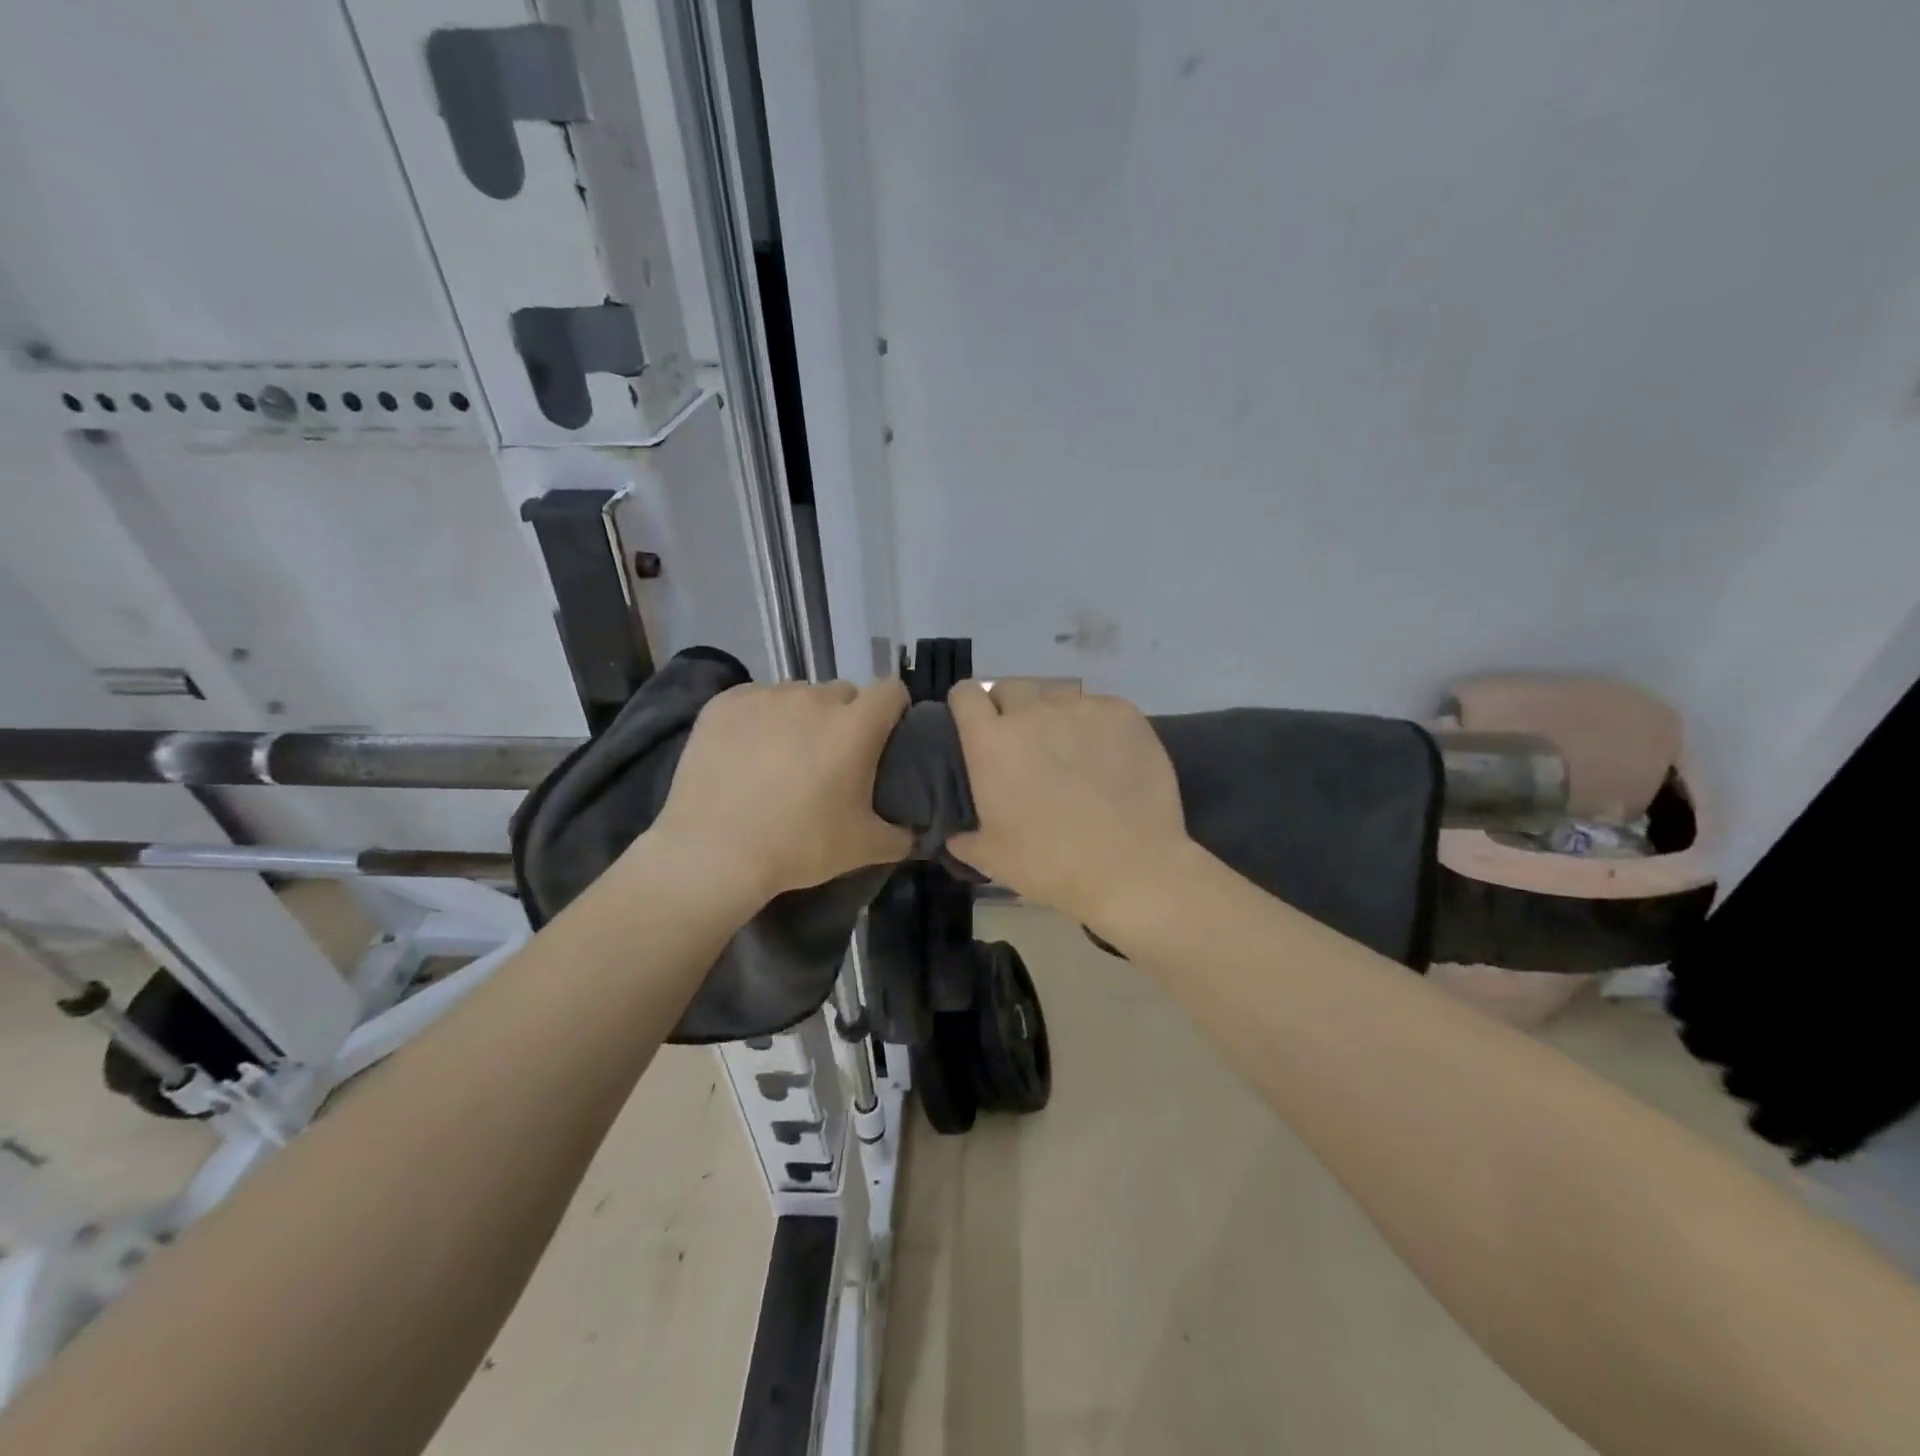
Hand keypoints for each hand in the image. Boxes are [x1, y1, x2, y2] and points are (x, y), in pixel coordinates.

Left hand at [646, 679, 912, 904]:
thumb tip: (915, 831)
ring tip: (784, 757)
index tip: (885, 736)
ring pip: (798, 696)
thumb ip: (901, 835)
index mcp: (855, 725)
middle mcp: (814, 698)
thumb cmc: (798, 846)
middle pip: (844, 693)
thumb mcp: (863, 848)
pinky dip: (760, 719)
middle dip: (845, 718)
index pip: (891, 690)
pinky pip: (756, 700)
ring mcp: (766, 696)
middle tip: (832, 758)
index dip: (894, 710)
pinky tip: (747, 754)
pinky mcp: (725, 703)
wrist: (713, 853)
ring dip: (801, 717)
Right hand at [946, 679, 1189, 921]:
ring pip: (1058, 696)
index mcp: (991, 741)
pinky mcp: (1122, 713)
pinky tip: (1109, 755)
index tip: (973, 725)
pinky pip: (1099, 707)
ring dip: (1054, 716)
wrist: (1130, 868)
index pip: (966, 694)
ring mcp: (1080, 709)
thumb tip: (955, 836)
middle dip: (1010, 707)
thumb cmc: (1049, 864)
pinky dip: (1096, 725)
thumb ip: (965, 839)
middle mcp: (1032, 712)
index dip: (967, 706)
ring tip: (1069, 750)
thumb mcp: (992, 859)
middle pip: (1012, 687)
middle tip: (1022, 742)